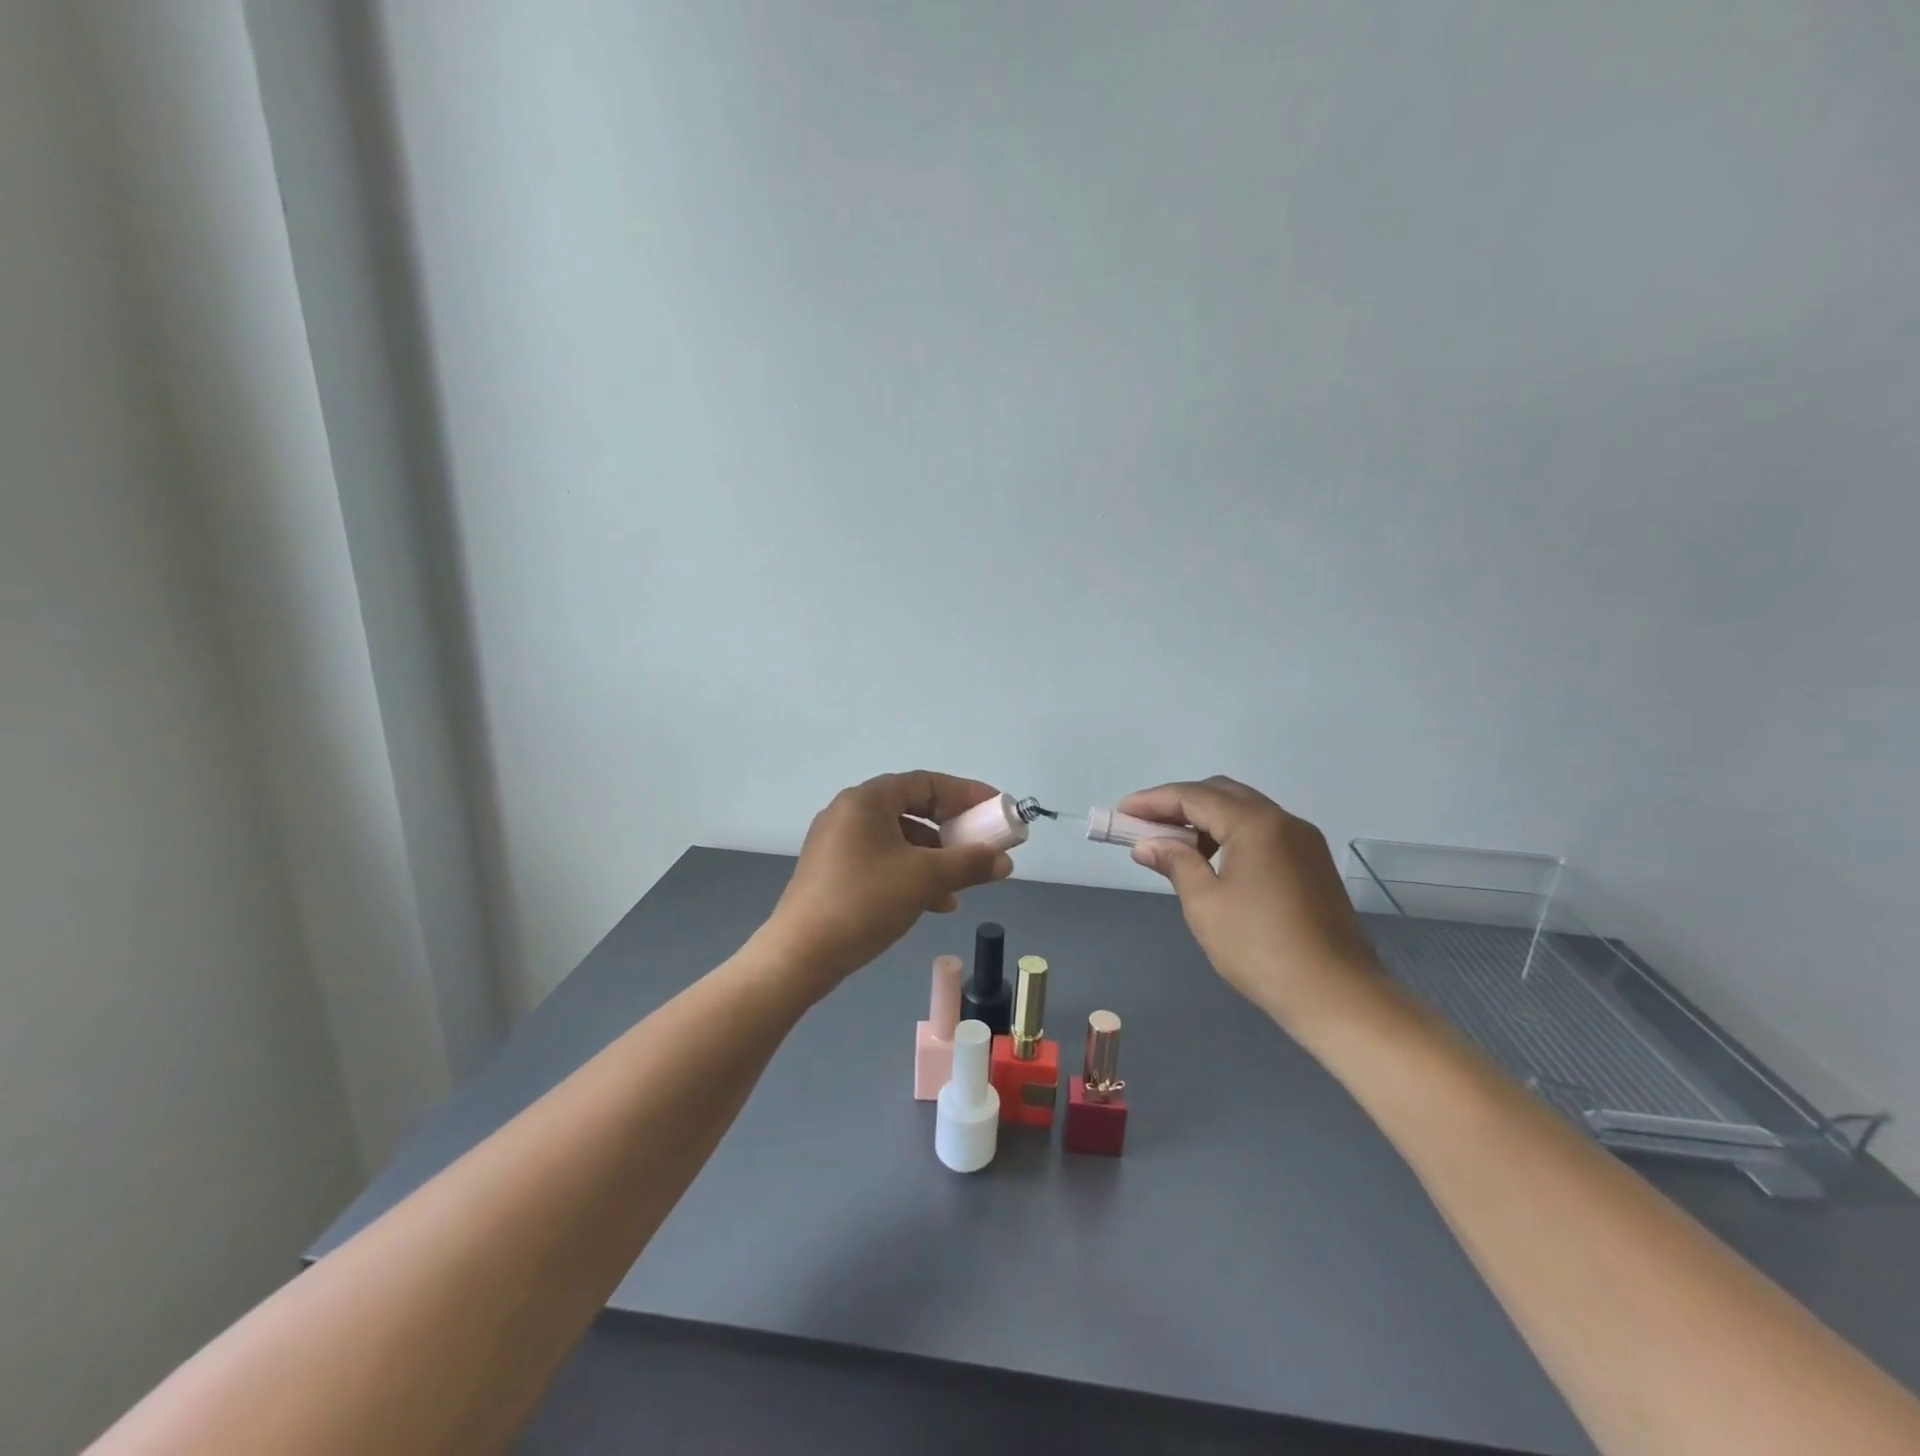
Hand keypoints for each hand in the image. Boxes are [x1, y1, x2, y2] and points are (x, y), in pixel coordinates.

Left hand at [760, 771, 1014, 995]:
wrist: (801, 955)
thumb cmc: (865, 902)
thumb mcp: (925, 879)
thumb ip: (970, 863)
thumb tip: (1005, 861)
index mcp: (868, 799)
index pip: (926, 782)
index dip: (966, 793)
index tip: (996, 809)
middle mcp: (849, 812)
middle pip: (912, 808)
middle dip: (952, 829)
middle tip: (981, 844)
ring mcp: (837, 842)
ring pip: (899, 838)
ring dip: (934, 857)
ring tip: (961, 885)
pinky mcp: (832, 870)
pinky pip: (882, 859)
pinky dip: (910, 872)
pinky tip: (933, 902)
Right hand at [1119, 777, 1382, 1033]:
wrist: (1337, 996)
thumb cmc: (1261, 948)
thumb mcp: (1205, 905)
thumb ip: (1175, 863)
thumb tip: (1147, 844)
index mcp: (1256, 824)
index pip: (1194, 797)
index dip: (1153, 801)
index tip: (1121, 811)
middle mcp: (1283, 821)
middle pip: (1221, 794)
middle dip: (1178, 803)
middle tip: (1143, 824)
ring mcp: (1303, 841)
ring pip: (1244, 811)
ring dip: (1204, 818)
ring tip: (1172, 844)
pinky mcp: (1311, 863)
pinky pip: (1262, 831)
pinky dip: (1229, 834)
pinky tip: (1210, 859)